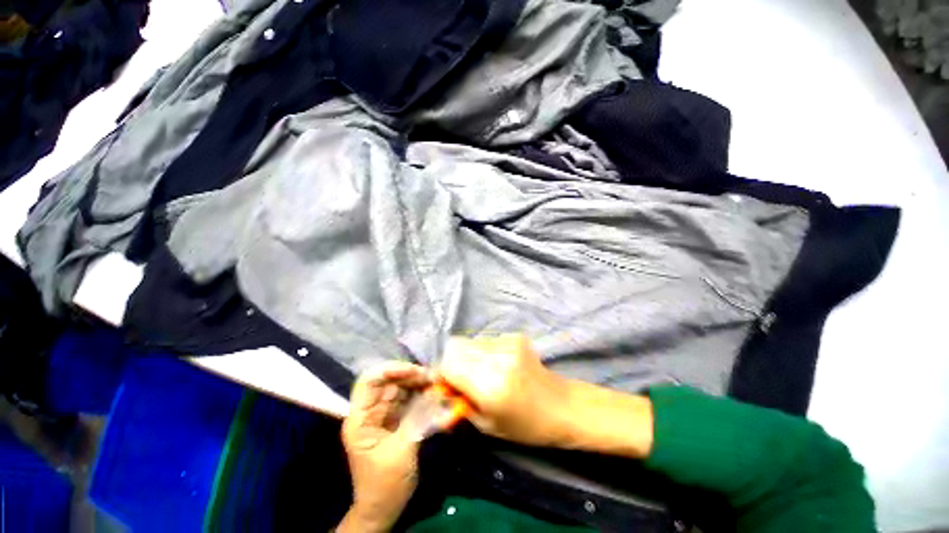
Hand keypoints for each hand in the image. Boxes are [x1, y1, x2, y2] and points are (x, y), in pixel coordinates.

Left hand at [338, 362, 432, 532]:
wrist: (384, 508)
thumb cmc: (385, 483)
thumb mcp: (402, 450)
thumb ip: (418, 417)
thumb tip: (435, 392)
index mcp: (360, 419)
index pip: (369, 382)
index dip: (390, 370)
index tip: (414, 370)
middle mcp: (371, 412)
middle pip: (388, 382)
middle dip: (410, 376)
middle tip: (432, 377)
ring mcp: (384, 415)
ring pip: (400, 389)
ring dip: (418, 384)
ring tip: (436, 383)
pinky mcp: (396, 421)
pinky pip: (408, 400)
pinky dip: (421, 395)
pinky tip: (433, 393)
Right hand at [436, 334, 572, 447]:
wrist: (562, 405)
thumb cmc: (525, 426)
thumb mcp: (487, 425)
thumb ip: (459, 405)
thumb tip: (438, 390)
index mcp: (490, 385)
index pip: (448, 364)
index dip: (441, 374)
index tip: (445, 386)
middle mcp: (497, 358)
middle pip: (455, 346)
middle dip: (452, 362)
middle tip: (461, 379)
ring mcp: (508, 343)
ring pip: (470, 341)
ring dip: (468, 356)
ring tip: (482, 372)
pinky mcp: (515, 336)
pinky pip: (486, 340)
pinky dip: (484, 352)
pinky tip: (498, 365)